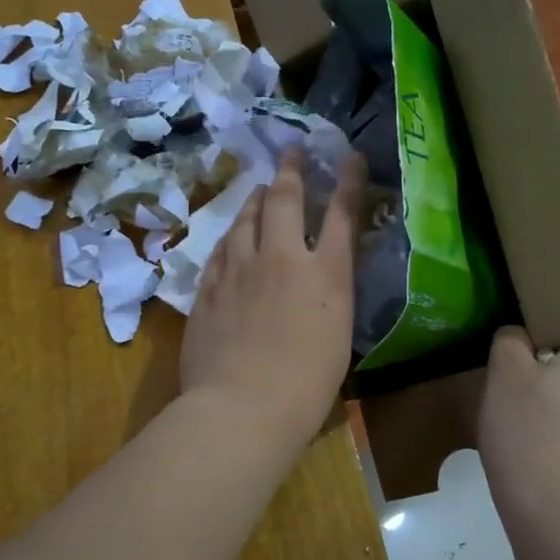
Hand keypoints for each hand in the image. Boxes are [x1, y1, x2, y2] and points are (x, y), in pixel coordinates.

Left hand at [180, 150, 366, 448]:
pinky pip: (220, 248)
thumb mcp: (337, 339)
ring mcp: (240, 269)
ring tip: (259, 187)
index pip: (343, 214)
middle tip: (292, 150)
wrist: (242, 408)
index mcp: (326, 275)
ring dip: (255, 198)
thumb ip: (330, 299)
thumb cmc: (306, 389)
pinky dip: (230, 235)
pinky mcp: (209, 286)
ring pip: (246, 217)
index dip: (349, 181)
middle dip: (291, 169)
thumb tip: (322, 283)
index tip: (350, 157)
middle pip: (286, 199)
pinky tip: (230, 234)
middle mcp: (283, 259)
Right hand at [478, 327, 559, 512]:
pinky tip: (544, 447)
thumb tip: (521, 335)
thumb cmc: (527, 431)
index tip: (515, 356)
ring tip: (528, 423)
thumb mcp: (504, 373)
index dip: (539, 335)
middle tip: (515, 389)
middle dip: (552, 370)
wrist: (555, 513)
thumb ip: (511, 339)